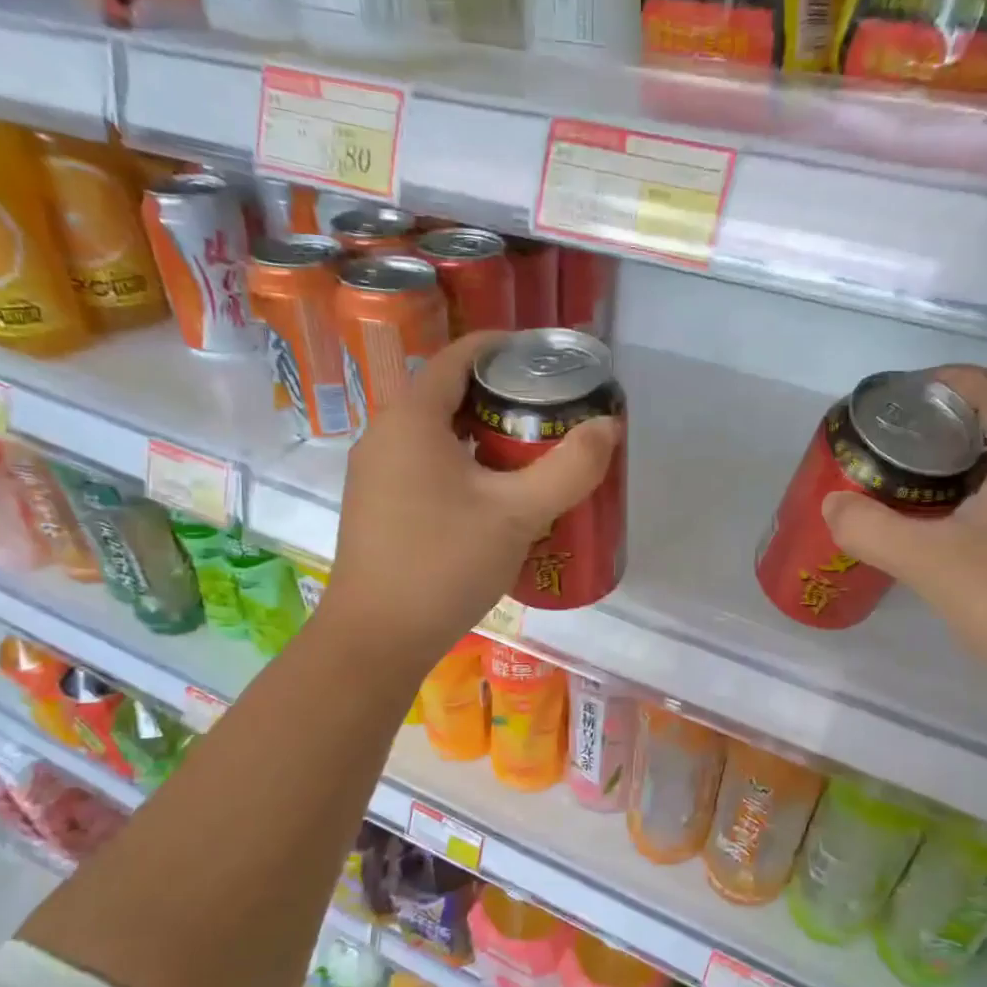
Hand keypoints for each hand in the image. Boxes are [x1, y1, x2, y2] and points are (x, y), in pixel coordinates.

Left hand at [319, 331, 619, 671]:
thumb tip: (609, 426)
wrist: (377, 638)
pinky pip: (427, 467)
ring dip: (485, 438)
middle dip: (503, 398)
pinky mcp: (379, 508)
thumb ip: (569, 468)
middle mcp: (386, 435)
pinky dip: (465, 467)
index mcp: (412, 419)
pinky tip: (496, 499)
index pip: (459, 357)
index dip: (504, 348)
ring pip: (439, 436)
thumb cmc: (444, 564)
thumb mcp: (517, 514)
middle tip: (552, 415)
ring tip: (533, 455)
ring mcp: (377, 474)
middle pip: (450, 396)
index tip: (546, 359)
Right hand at [822, 366, 986, 699]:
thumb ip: (871, 528)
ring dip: (965, 461)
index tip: (905, 395)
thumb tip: (833, 505)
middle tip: (898, 443)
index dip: (950, 379)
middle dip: (950, 420)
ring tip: (914, 483)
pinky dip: (982, 495)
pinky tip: (951, 531)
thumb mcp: (929, 562)